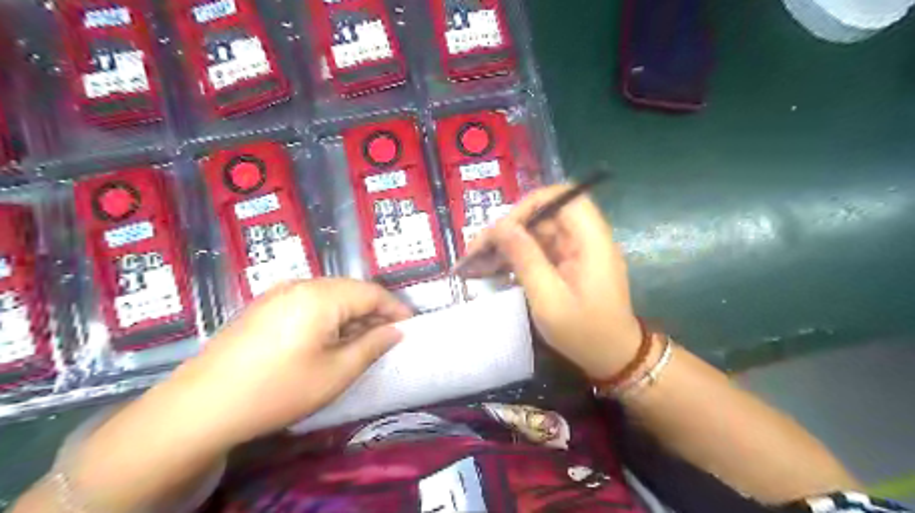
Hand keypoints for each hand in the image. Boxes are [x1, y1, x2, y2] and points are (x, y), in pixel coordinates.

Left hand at [172, 277, 410, 444]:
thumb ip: (372, 346)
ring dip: (350, 314)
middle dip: (373, 311)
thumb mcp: (336, 373)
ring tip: (360, 340)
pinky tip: (327, 339)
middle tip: (387, 336)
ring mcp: (278, 293)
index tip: (410, 326)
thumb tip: (396, 331)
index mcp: (322, 296)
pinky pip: (308, 301)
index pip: (372, 292)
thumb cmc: (279, 389)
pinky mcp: (264, 306)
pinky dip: (328, 316)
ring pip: (330, 295)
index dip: (395, 308)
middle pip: (350, 290)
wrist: (200, 406)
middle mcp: (301, 284)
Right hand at [462, 187, 637, 378]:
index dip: (530, 205)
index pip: (563, 198)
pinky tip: (492, 269)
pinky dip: (516, 257)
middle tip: (478, 250)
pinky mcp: (568, 263)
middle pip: (544, 216)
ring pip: (537, 233)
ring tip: (476, 261)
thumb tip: (501, 227)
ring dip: (507, 244)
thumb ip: (526, 259)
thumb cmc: (584, 333)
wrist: (612, 358)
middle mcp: (585, 239)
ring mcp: (576, 251)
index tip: (503, 229)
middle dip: (509, 229)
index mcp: (591, 241)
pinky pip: (538, 250)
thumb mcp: (549, 300)